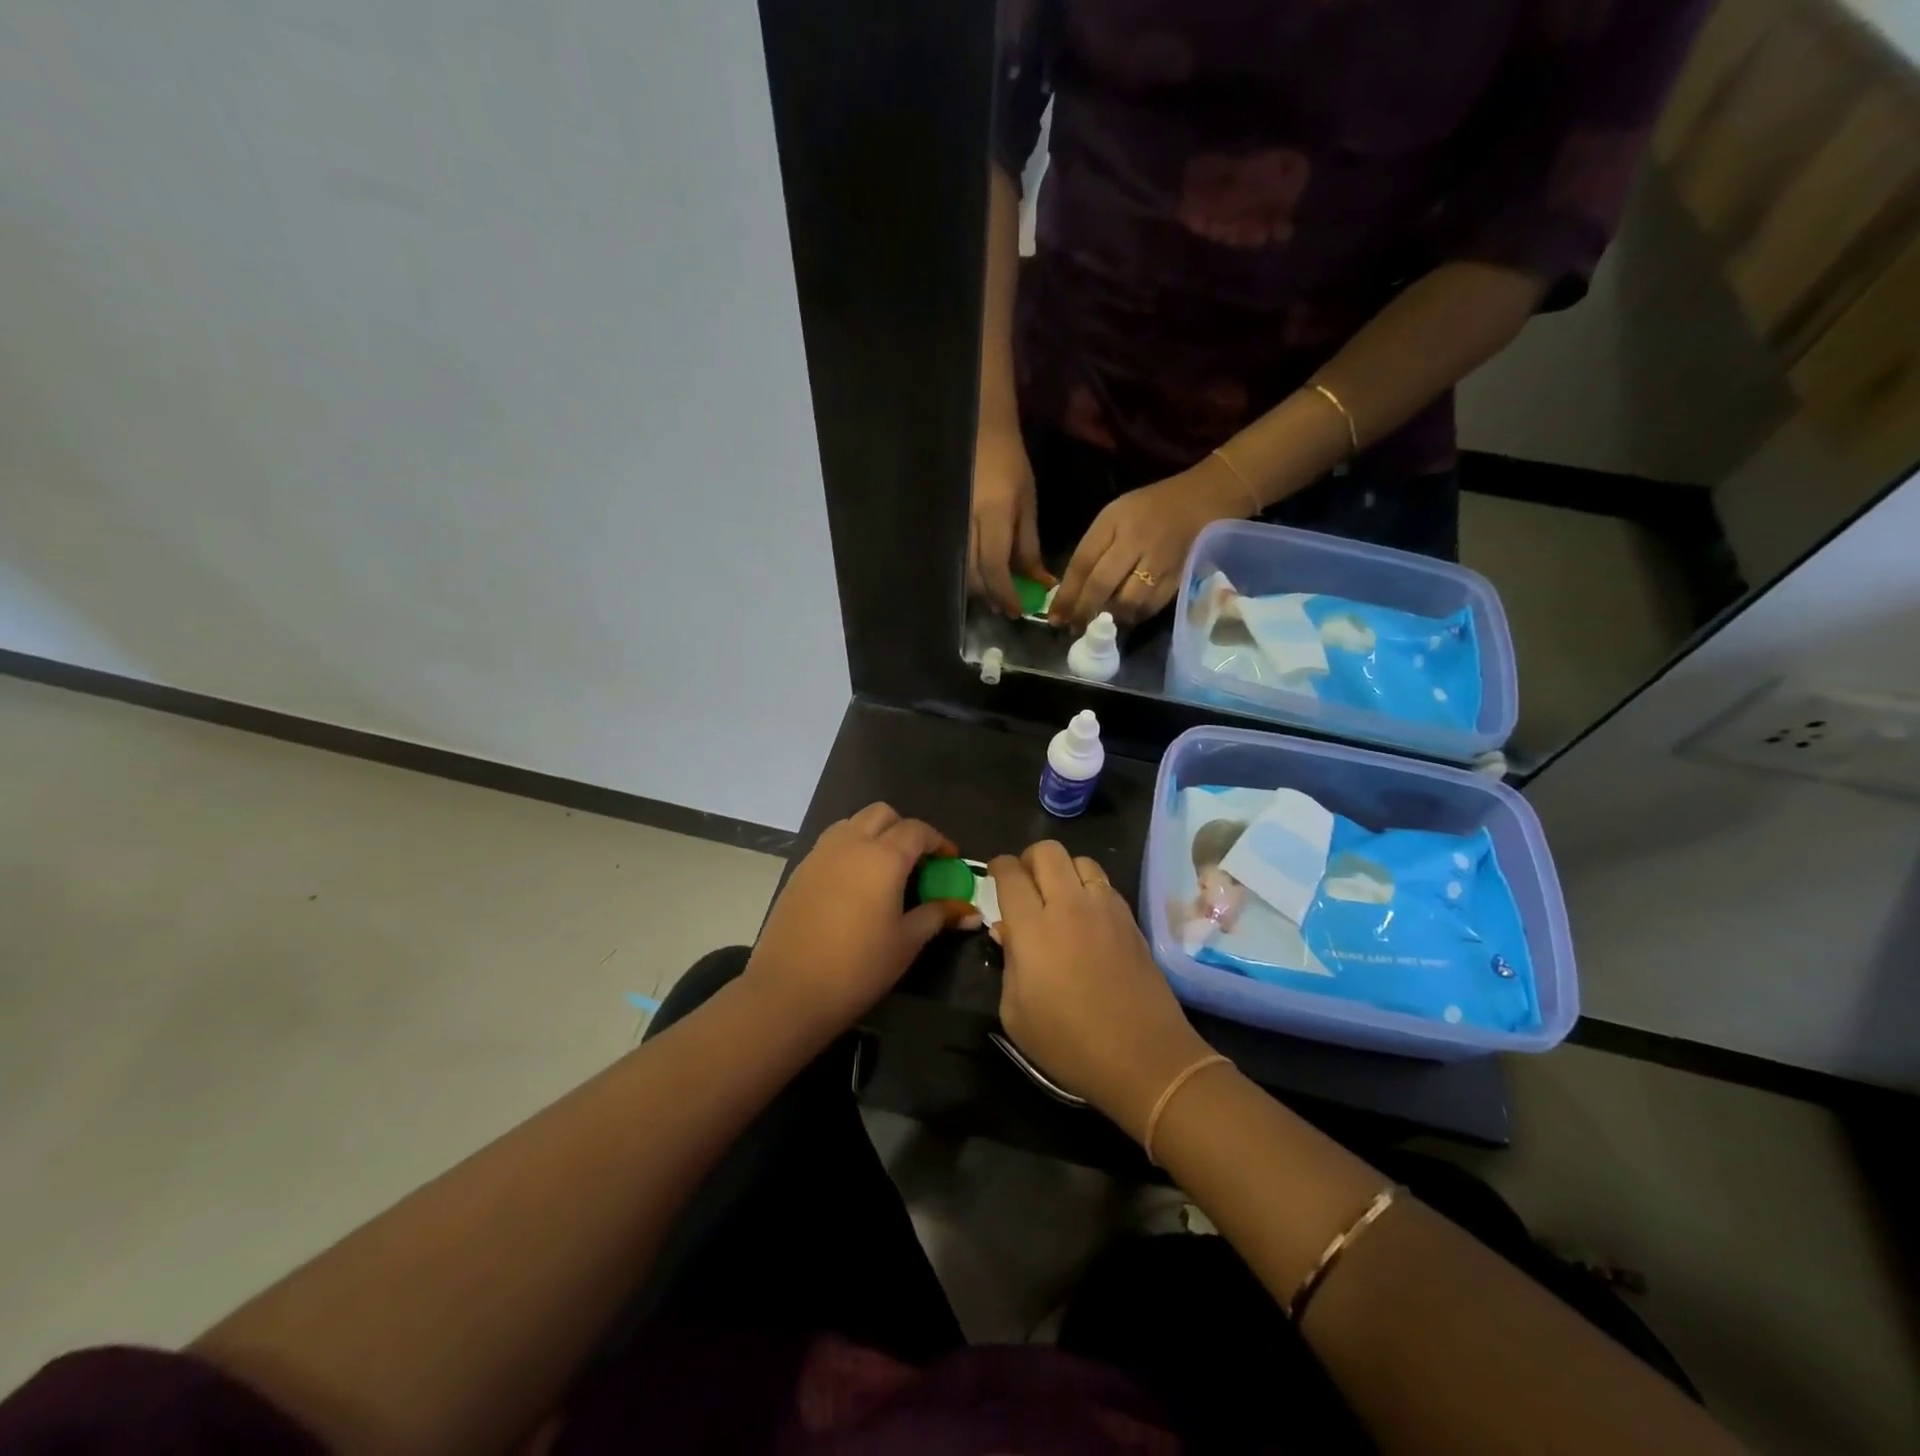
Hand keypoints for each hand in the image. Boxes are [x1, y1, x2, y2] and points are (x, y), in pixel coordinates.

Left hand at [747, 804, 974, 1042]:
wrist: (788, 990)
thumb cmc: (858, 966)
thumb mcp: (906, 942)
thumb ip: (936, 916)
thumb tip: (968, 911)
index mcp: (883, 857)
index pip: (916, 830)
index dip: (938, 841)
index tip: (949, 860)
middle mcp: (850, 844)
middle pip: (882, 814)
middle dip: (904, 829)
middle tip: (917, 860)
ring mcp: (820, 854)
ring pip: (852, 823)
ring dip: (873, 834)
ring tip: (884, 869)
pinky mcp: (799, 871)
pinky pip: (831, 844)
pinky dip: (850, 850)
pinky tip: (854, 885)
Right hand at [969, 426, 1050, 616]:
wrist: (979, 434)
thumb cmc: (1009, 465)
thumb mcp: (1027, 504)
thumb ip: (1029, 546)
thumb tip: (1039, 583)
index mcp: (992, 514)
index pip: (995, 566)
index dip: (1006, 594)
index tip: (1018, 612)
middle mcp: (966, 522)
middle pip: (972, 575)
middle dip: (991, 595)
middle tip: (1009, 605)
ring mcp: (950, 524)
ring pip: (960, 571)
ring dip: (979, 588)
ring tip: (997, 592)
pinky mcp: (943, 526)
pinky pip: (953, 559)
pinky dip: (968, 573)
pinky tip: (981, 575)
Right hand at [990, 842, 1215, 1142]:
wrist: (1144, 1057)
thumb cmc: (1069, 1043)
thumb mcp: (1015, 1013)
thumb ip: (1007, 963)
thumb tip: (1007, 931)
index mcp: (1033, 928)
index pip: (1010, 873)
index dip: (998, 867)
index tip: (995, 876)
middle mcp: (1069, 906)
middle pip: (1048, 851)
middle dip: (1029, 859)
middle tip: (1025, 883)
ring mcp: (1105, 909)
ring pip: (1081, 860)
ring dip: (1063, 870)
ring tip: (1058, 897)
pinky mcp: (1131, 920)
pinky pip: (1105, 884)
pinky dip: (1089, 888)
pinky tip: (1086, 916)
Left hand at [1051, 456, 1250, 627]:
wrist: (1204, 498)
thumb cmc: (1150, 507)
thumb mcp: (1114, 516)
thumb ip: (1093, 549)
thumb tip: (1071, 591)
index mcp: (1115, 521)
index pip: (1083, 563)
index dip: (1066, 594)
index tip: (1054, 616)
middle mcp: (1137, 541)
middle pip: (1102, 585)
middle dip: (1083, 612)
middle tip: (1071, 628)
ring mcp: (1160, 561)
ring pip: (1127, 601)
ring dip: (1108, 618)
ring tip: (1096, 626)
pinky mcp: (1179, 577)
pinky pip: (1151, 607)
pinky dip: (1133, 617)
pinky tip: (1123, 619)